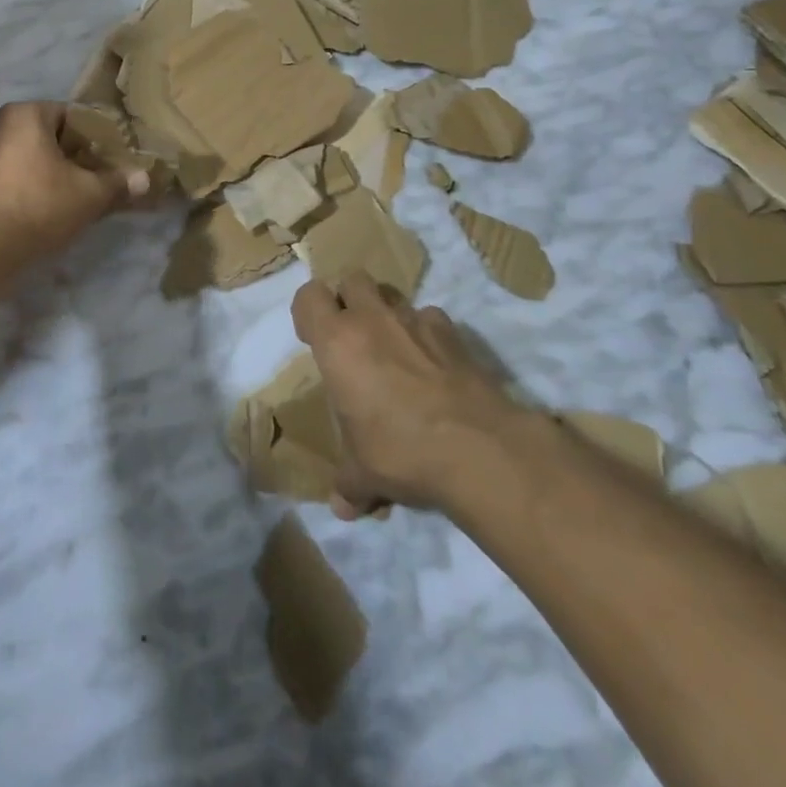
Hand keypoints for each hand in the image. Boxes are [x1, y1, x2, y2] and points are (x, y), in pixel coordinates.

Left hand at [0, 102, 149, 260]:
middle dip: (77, 157)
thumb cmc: (40, 204)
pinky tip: (52, 209)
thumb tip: (145, 180)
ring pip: (33, 159)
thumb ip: (118, 183)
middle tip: (101, 179)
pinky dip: (35, 187)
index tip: (114, 159)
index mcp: (25, 113)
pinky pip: (16, 177)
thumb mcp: (90, 194)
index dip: (97, 138)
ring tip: (80, 196)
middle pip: (51, 137)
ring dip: (56, 174)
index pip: (72, 116)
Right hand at [292, 273, 527, 517]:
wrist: (477, 448)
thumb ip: (348, 483)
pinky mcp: (453, 333)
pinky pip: (431, 318)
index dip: (308, 312)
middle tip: (353, 335)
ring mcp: (415, 320)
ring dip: (387, 313)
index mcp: (336, 341)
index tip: (313, 337)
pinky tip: (433, 364)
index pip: (309, 296)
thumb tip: (342, 507)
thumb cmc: (400, 451)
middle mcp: (372, 319)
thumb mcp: (363, 473)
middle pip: (352, 279)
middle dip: (349, 299)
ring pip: (392, 294)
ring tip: (394, 348)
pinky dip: (427, 333)